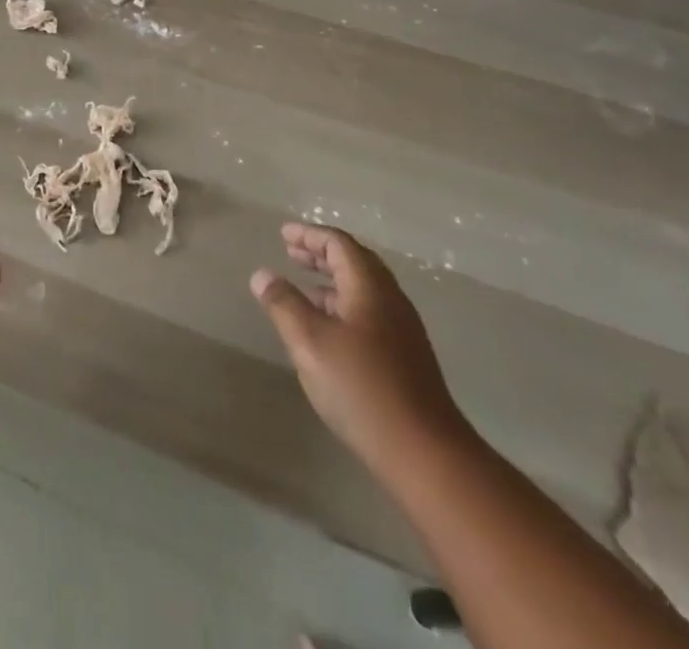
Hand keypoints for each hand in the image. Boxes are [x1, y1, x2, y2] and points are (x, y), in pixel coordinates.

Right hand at [251, 222, 466, 468]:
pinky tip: (328, 330)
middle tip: (291, 253)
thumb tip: (262, 274)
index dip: (309, 235)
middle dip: (321, 254)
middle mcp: (390, 300)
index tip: (284, 234)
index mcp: (370, 287)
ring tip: (304, 288)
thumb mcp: (310, 342)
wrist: (425, 453)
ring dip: (332, 282)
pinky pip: (369, 313)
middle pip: (355, 262)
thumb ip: (284, 304)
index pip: (339, 244)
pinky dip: (343, 306)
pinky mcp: (405, 358)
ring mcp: (402, 330)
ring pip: (363, 290)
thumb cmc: (362, 388)